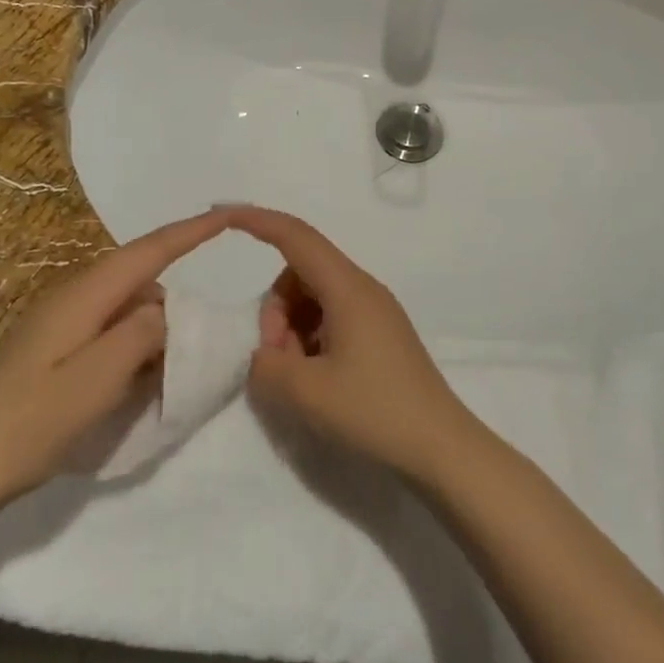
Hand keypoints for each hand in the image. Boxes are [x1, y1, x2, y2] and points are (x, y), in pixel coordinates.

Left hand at [0, 209, 233, 505]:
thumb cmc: (32, 422)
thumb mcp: (98, 380)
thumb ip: (141, 335)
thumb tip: (166, 310)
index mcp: (85, 296)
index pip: (149, 251)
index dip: (191, 231)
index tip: (229, 214)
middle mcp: (74, 296)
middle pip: (140, 278)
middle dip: (174, 300)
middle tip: (195, 343)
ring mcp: (61, 320)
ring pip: (127, 307)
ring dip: (152, 330)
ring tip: (162, 373)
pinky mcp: (56, 344)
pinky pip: (110, 329)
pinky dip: (133, 346)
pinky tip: (133, 381)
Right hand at [233, 206, 476, 481]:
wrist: (441, 447)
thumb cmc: (375, 411)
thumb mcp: (306, 392)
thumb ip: (267, 364)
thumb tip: (264, 353)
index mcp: (348, 288)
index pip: (295, 237)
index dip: (257, 220)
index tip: (222, 215)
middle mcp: (363, 289)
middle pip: (300, 271)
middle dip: (275, 306)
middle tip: (276, 356)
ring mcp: (375, 311)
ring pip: (314, 296)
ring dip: (291, 325)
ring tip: (296, 373)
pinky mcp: (380, 333)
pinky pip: (332, 316)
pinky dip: (311, 336)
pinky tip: (315, 376)